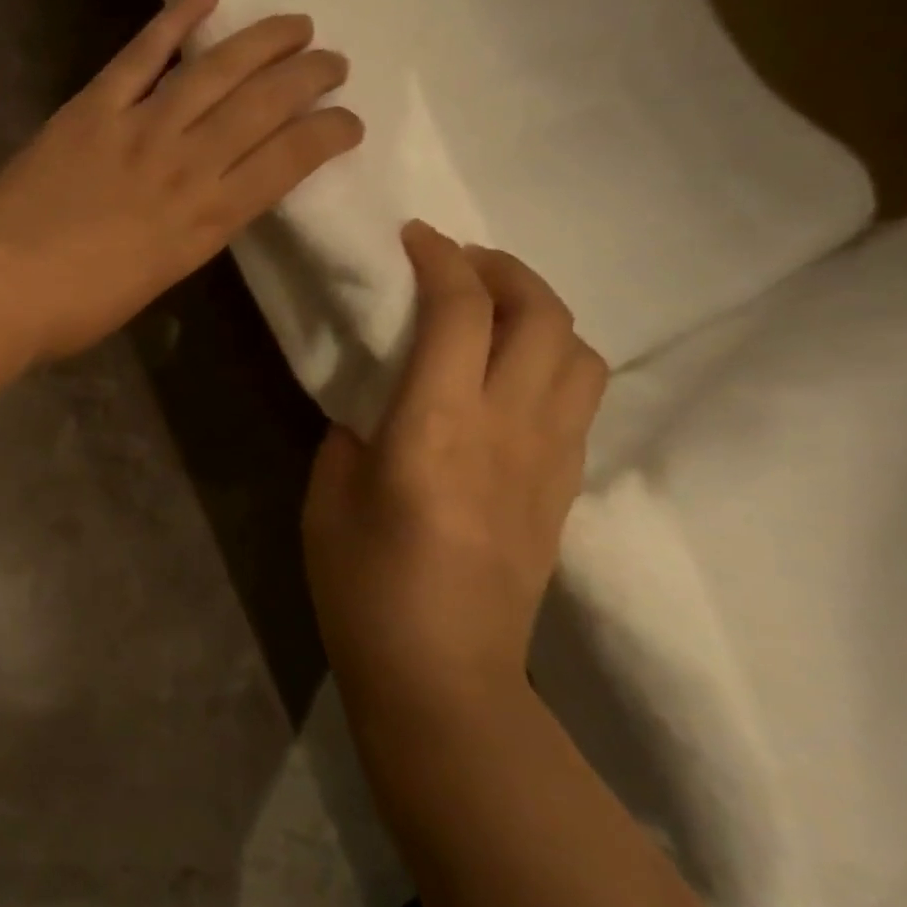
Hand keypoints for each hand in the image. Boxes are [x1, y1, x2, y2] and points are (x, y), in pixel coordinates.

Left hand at [0, 0, 361, 359]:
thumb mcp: (155, 283)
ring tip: (296, 23)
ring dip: (263, 40)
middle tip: (332, 61)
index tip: (349, 121)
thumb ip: (187, 237)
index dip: (328, 134)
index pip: (288, 162)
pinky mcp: (92, 109)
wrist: (2, 286)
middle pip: (264, 105)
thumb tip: (203, 205)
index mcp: (206, 221)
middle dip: (308, 77)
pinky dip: (175, 20)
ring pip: (216, 69)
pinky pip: (141, 55)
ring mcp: (139, 128)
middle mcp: (187, 165)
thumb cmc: (76, 309)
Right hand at [303, 221, 608, 724]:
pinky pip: (577, 397)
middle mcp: (507, 428)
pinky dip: (550, 358)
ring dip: (539, 311)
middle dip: (501, 268)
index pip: (458, 312)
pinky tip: (509, 373)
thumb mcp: (328, 497)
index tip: (414, 236)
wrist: (442, 670)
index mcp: (435, 427)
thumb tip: (376, 408)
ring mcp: (549, 457)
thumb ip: (352, 435)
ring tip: (494, 310)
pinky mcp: (565, 486)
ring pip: (578, 351)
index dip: (440, 259)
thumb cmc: (362, 584)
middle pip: (540, 314)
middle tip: (458, 260)